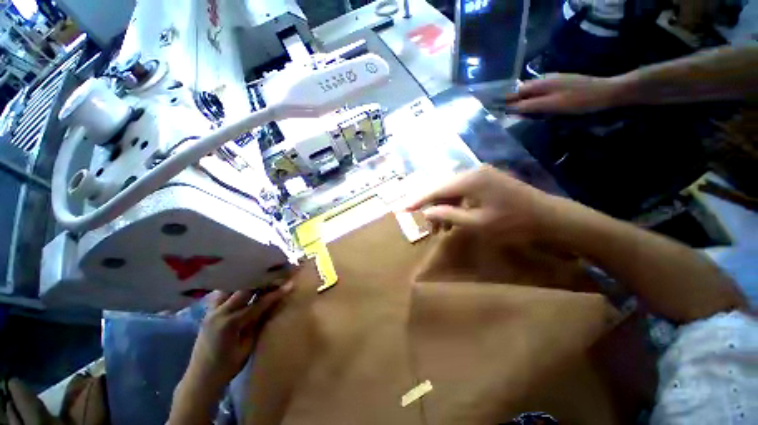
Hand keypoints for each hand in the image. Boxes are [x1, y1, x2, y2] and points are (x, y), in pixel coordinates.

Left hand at [170, 284, 293, 424]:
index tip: (289, 284)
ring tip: (260, 278)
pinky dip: (234, 288)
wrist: (201, 378)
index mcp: (231, 323)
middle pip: (244, 289)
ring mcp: (211, 311)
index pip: (258, 303)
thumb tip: (272, 305)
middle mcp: (219, 313)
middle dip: (262, 282)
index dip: (275, 294)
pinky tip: (243, 288)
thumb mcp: (248, 346)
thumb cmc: (228, 366)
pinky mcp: (208, 312)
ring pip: (230, 288)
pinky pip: (222, 294)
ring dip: (246, 282)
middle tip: (276, 276)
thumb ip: (258, 323)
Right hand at [405, 165, 564, 244]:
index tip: (401, 208)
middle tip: (425, 225)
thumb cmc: (514, 223)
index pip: (435, 189)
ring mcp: (480, 175)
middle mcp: (472, 172)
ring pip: (451, 191)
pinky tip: (453, 220)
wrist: (551, 218)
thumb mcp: (477, 223)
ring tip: (440, 229)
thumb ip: (448, 215)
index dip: (416, 200)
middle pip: (441, 188)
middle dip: (430, 206)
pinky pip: (462, 193)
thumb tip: (426, 212)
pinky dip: (454, 206)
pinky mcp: (485, 181)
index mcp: (469, 180)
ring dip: (443, 208)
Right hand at [504, 73, 623, 114]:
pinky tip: (534, 107)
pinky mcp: (560, 85)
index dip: (505, 100)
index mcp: (541, 83)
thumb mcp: (552, 105)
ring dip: (522, 100)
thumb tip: (510, 109)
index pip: (516, 91)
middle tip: (504, 114)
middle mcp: (545, 79)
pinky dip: (533, 99)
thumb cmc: (579, 100)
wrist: (606, 93)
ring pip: (531, 91)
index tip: (494, 110)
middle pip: (522, 90)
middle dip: (512, 100)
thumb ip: (530, 106)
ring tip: (516, 112)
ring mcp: (553, 81)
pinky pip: (540, 92)